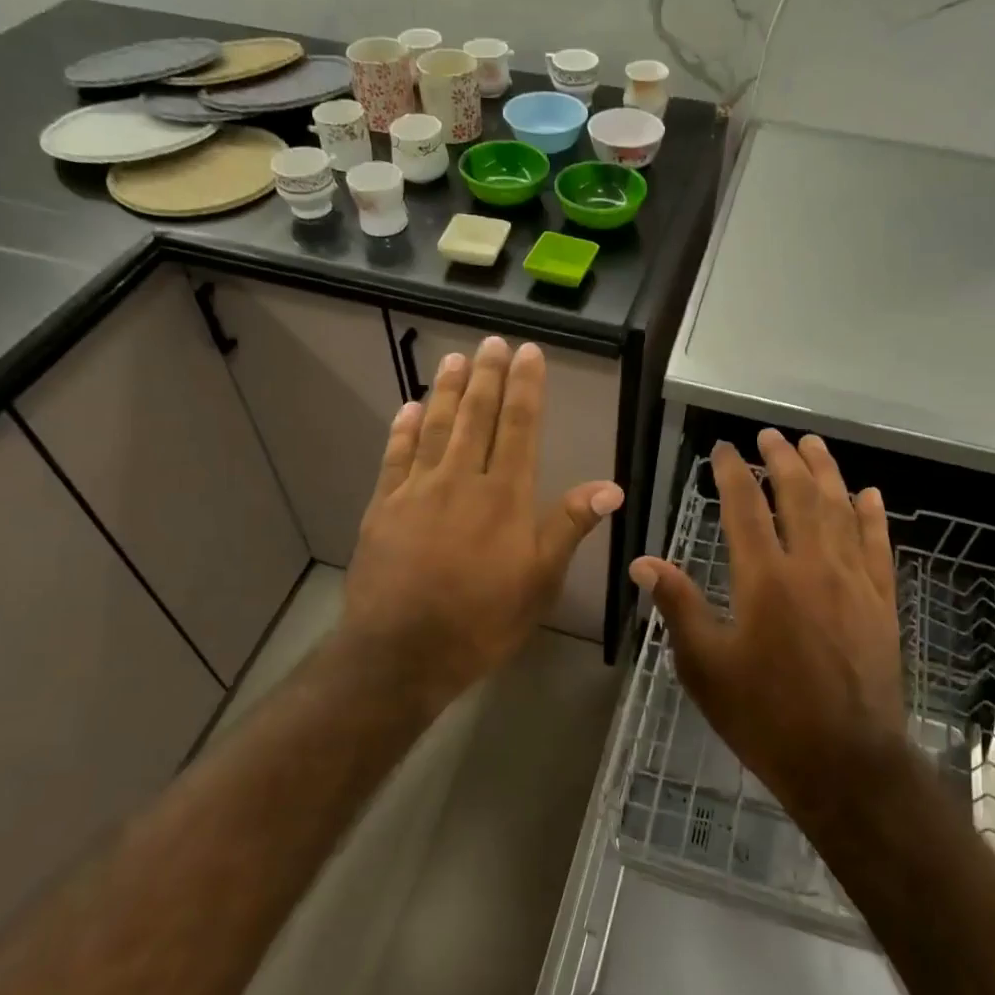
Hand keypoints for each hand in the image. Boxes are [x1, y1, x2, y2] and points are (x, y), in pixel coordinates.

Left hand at [339, 337, 622, 715]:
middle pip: (477, 416)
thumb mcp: (539, 581)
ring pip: (436, 427)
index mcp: (504, 496)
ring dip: (448, 391)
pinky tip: (409, 408)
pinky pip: (395, 457)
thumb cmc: (481, 621)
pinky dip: (403, 430)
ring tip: (456, 359)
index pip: (519, 427)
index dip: (526, 387)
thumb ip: (568, 526)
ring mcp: (417, 491)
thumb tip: (611, 487)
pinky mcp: (383, 507)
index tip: (529, 353)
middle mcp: (461, 480)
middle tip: (493, 342)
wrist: (401, 652)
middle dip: (488, 375)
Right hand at [629, 430, 905, 813]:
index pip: (745, 508)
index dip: (732, 472)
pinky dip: (871, 515)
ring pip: (840, 510)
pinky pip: (878, 546)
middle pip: (798, 496)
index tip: (723, 449)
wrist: (845, 763)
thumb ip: (678, 607)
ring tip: (813, 444)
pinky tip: (868, 493)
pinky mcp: (882, 602)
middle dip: (782, 459)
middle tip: (770, 435)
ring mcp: (853, 582)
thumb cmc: (765, 717)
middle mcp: (811, 567)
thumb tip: (643, 562)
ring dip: (826, 472)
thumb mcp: (705, 667)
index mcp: (764, 580)